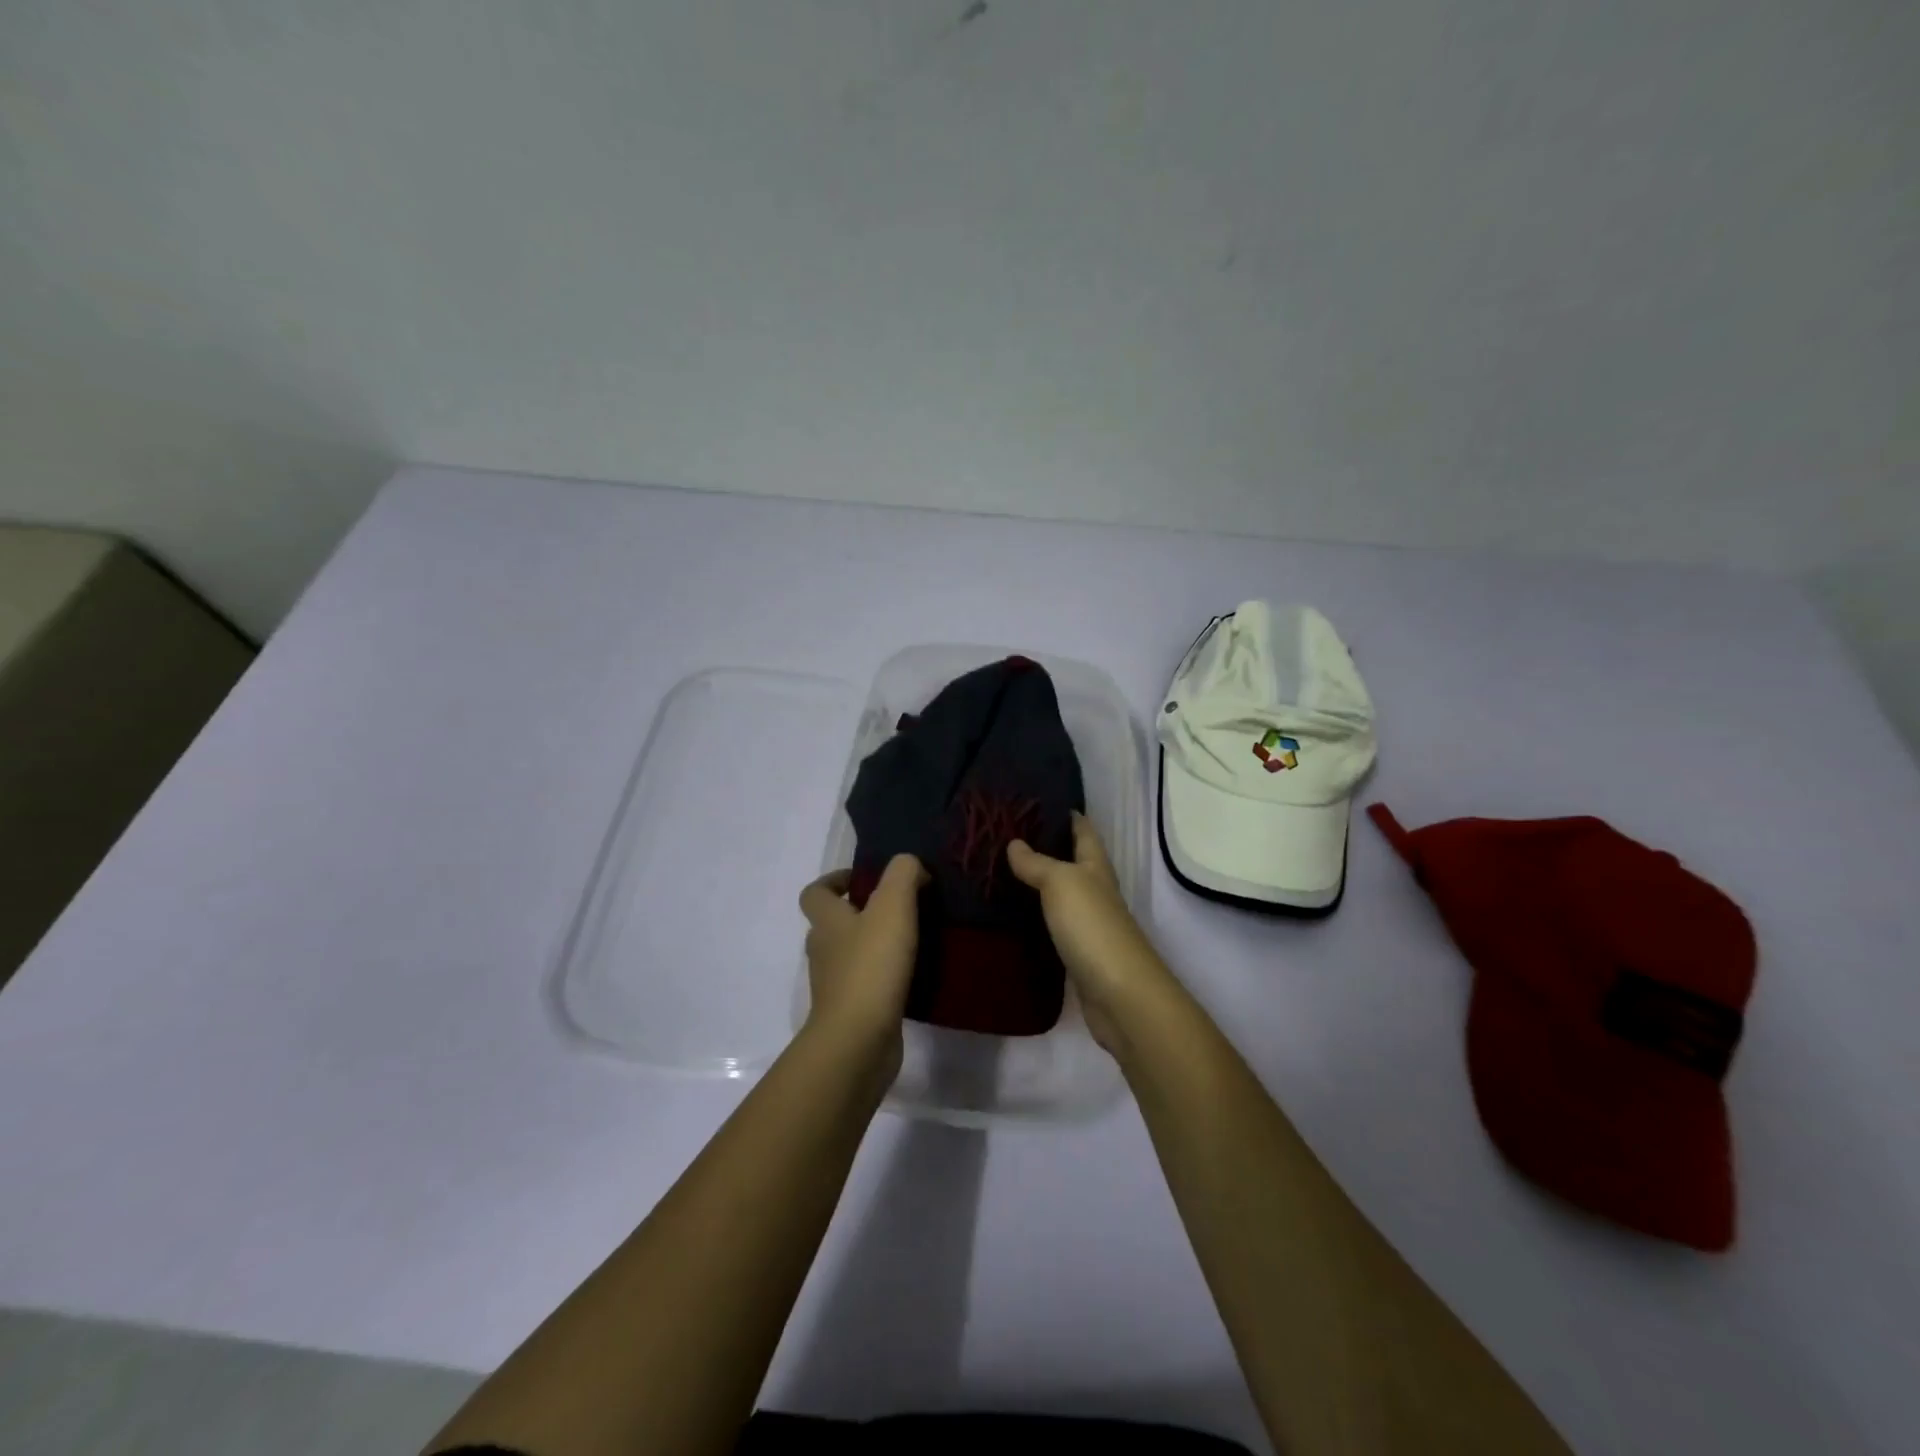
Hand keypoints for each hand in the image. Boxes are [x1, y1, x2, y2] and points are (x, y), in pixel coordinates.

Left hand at [798, 854, 926, 1078]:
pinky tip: (914, 975)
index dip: (834, 881)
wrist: (858, 1041)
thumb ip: (902, 874)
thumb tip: (910, 866)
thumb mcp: (892, 906)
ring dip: (875, 946)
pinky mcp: (853, 1012)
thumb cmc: (871, 967)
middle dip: (861, 913)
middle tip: (899, 908)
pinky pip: (867, 985)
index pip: (814, 893)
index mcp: (826, 922)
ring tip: (912, 940)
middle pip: (833, 924)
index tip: (864, 879)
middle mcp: (824, 951)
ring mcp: (835, 985)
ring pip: (851, 955)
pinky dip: (885, 977)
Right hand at [1008, 813, 1171, 1052]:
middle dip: (1043, 847)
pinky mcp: (1076, 954)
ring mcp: (1087, 924)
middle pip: (1070, 861)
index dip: (1065, 813)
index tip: (1034, 801)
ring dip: (1035, 883)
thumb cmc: (1092, 927)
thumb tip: (1014, 842)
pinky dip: (1034, 917)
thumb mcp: (1061, 883)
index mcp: (1096, 867)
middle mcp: (1094, 890)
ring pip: (1059, 894)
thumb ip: (1037, 863)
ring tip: (997, 871)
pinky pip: (1052, 926)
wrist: (1119, 995)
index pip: (1082, 830)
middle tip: (1002, 836)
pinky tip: (1011, 915)